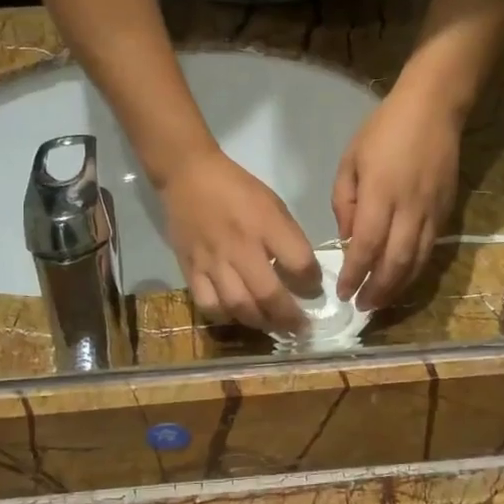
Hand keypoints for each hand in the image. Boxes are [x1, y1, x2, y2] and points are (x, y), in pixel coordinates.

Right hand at [161, 149, 320, 332]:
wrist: (188, 176)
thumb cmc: (237, 188)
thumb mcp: (273, 204)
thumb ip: (288, 238)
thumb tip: (302, 273)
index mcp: (266, 223)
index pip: (299, 263)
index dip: (312, 282)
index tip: (314, 289)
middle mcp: (240, 246)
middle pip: (268, 293)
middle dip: (289, 317)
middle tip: (301, 328)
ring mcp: (212, 260)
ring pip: (238, 306)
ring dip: (260, 322)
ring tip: (272, 326)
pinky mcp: (190, 269)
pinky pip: (208, 304)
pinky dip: (226, 317)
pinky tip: (237, 316)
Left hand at [333, 87, 460, 309]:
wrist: (433, 109)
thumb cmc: (384, 130)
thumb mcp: (351, 160)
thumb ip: (344, 202)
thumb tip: (348, 238)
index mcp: (380, 194)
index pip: (366, 246)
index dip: (354, 274)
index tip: (342, 292)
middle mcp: (408, 208)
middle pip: (395, 261)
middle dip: (377, 290)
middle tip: (362, 308)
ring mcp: (431, 212)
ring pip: (417, 261)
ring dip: (398, 287)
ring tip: (381, 303)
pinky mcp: (447, 212)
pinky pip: (431, 250)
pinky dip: (416, 270)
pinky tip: (402, 279)